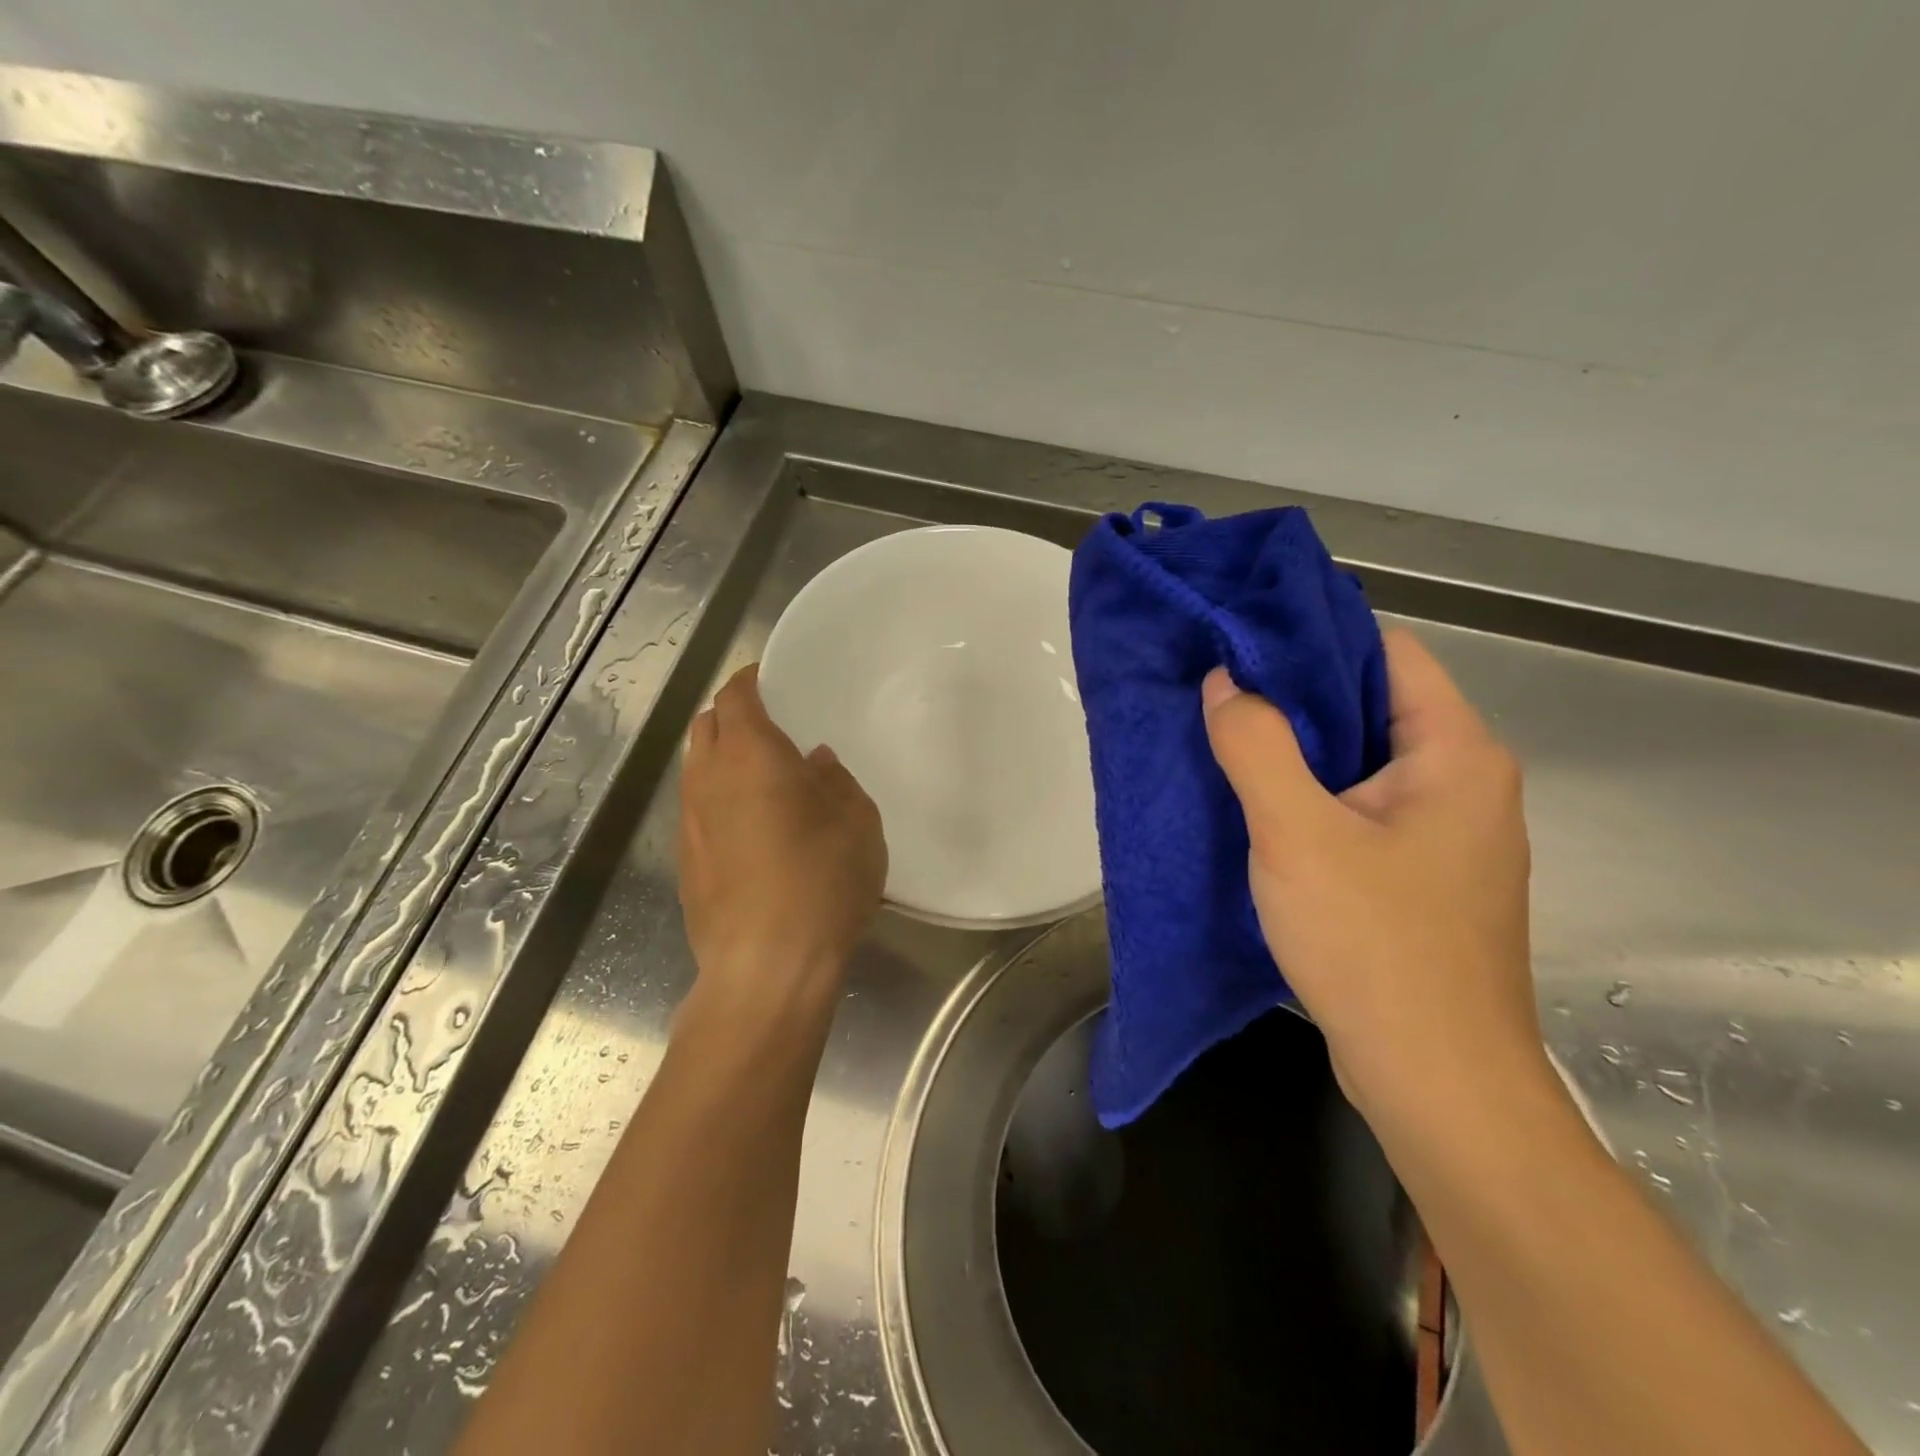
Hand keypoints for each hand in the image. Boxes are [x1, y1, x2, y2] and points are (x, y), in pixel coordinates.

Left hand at [678, 665, 886, 1012]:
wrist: (767, 964)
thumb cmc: (822, 881)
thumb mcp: (857, 823)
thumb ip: (835, 781)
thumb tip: (814, 763)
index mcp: (751, 755)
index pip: (736, 696)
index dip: (749, 680)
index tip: (769, 678)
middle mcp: (709, 779)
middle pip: (706, 726)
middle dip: (731, 715)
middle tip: (770, 725)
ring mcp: (689, 822)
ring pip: (696, 768)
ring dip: (722, 759)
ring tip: (761, 776)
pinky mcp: (685, 862)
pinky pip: (698, 809)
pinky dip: (718, 799)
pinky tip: (750, 827)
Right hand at [1201, 628, 1545, 1124]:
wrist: (1436, 1081)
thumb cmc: (1374, 945)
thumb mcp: (1296, 834)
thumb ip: (1256, 745)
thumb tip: (1225, 680)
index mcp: (1456, 753)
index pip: (1387, 653)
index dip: (1312, 639)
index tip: (1240, 644)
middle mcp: (1466, 782)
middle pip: (1374, 705)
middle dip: (1295, 696)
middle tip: (1219, 695)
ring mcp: (1448, 833)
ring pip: (1364, 761)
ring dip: (1300, 751)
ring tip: (1228, 743)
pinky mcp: (1424, 875)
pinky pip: (1364, 808)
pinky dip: (1314, 797)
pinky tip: (1263, 809)